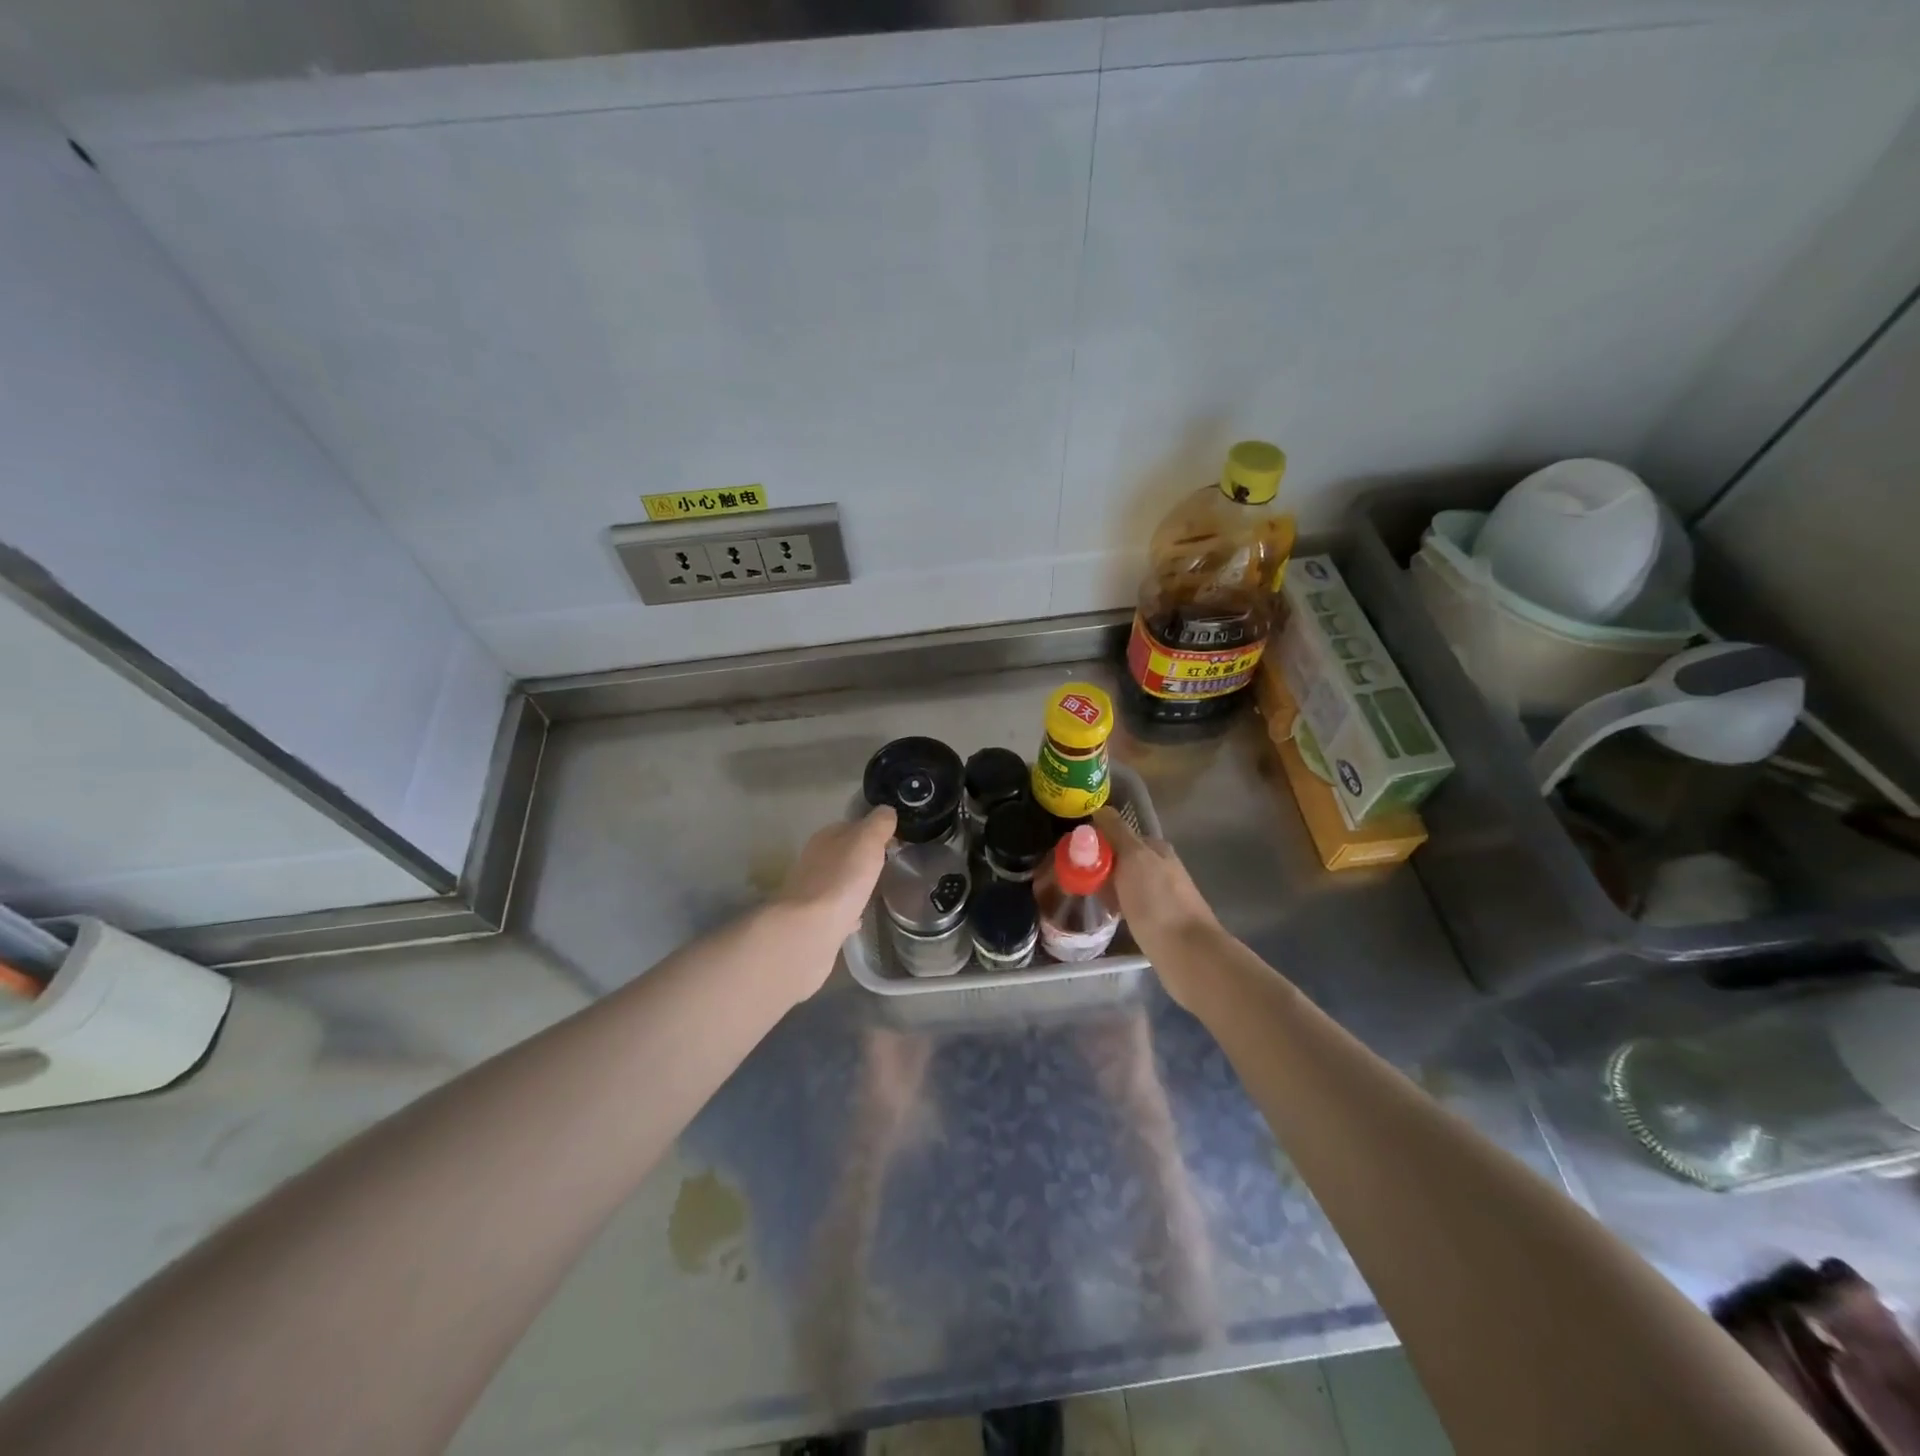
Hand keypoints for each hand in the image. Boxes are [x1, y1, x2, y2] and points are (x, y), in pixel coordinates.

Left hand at [774, 806, 895, 949]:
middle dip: (863, 858)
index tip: (894, 841)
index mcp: (825, 838)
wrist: (810, 930)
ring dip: (855, 883)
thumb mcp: (866, 841)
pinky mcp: (814, 920)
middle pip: (843, 853)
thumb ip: (878, 824)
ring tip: (877, 889)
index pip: (851, 826)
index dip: (873, 830)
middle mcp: (814, 861)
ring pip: (838, 881)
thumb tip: (886, 811)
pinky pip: (836, 910)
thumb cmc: (841, 879)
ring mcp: (811, 892)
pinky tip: (860, 917)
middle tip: (889, 865)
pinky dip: (848, 911)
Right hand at [1092, 806, 1224, 1011]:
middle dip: (1098, 865)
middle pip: (1121, 858)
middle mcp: (1161, 867)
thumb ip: (1117, 832)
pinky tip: (1104, 914)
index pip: (1119, 834)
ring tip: (1082, 896)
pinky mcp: (1159, 920)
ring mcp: (1162, 894)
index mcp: (1156, 848)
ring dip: (1105, 886)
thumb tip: (1100, 809)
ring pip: (1124, 882)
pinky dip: (1115, 905)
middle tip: (1072, 878)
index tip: (1071, 854)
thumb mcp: (1134, 857)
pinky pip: (1129, 904)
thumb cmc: (1157, 901)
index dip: (1095, 841)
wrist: (1187, 953)